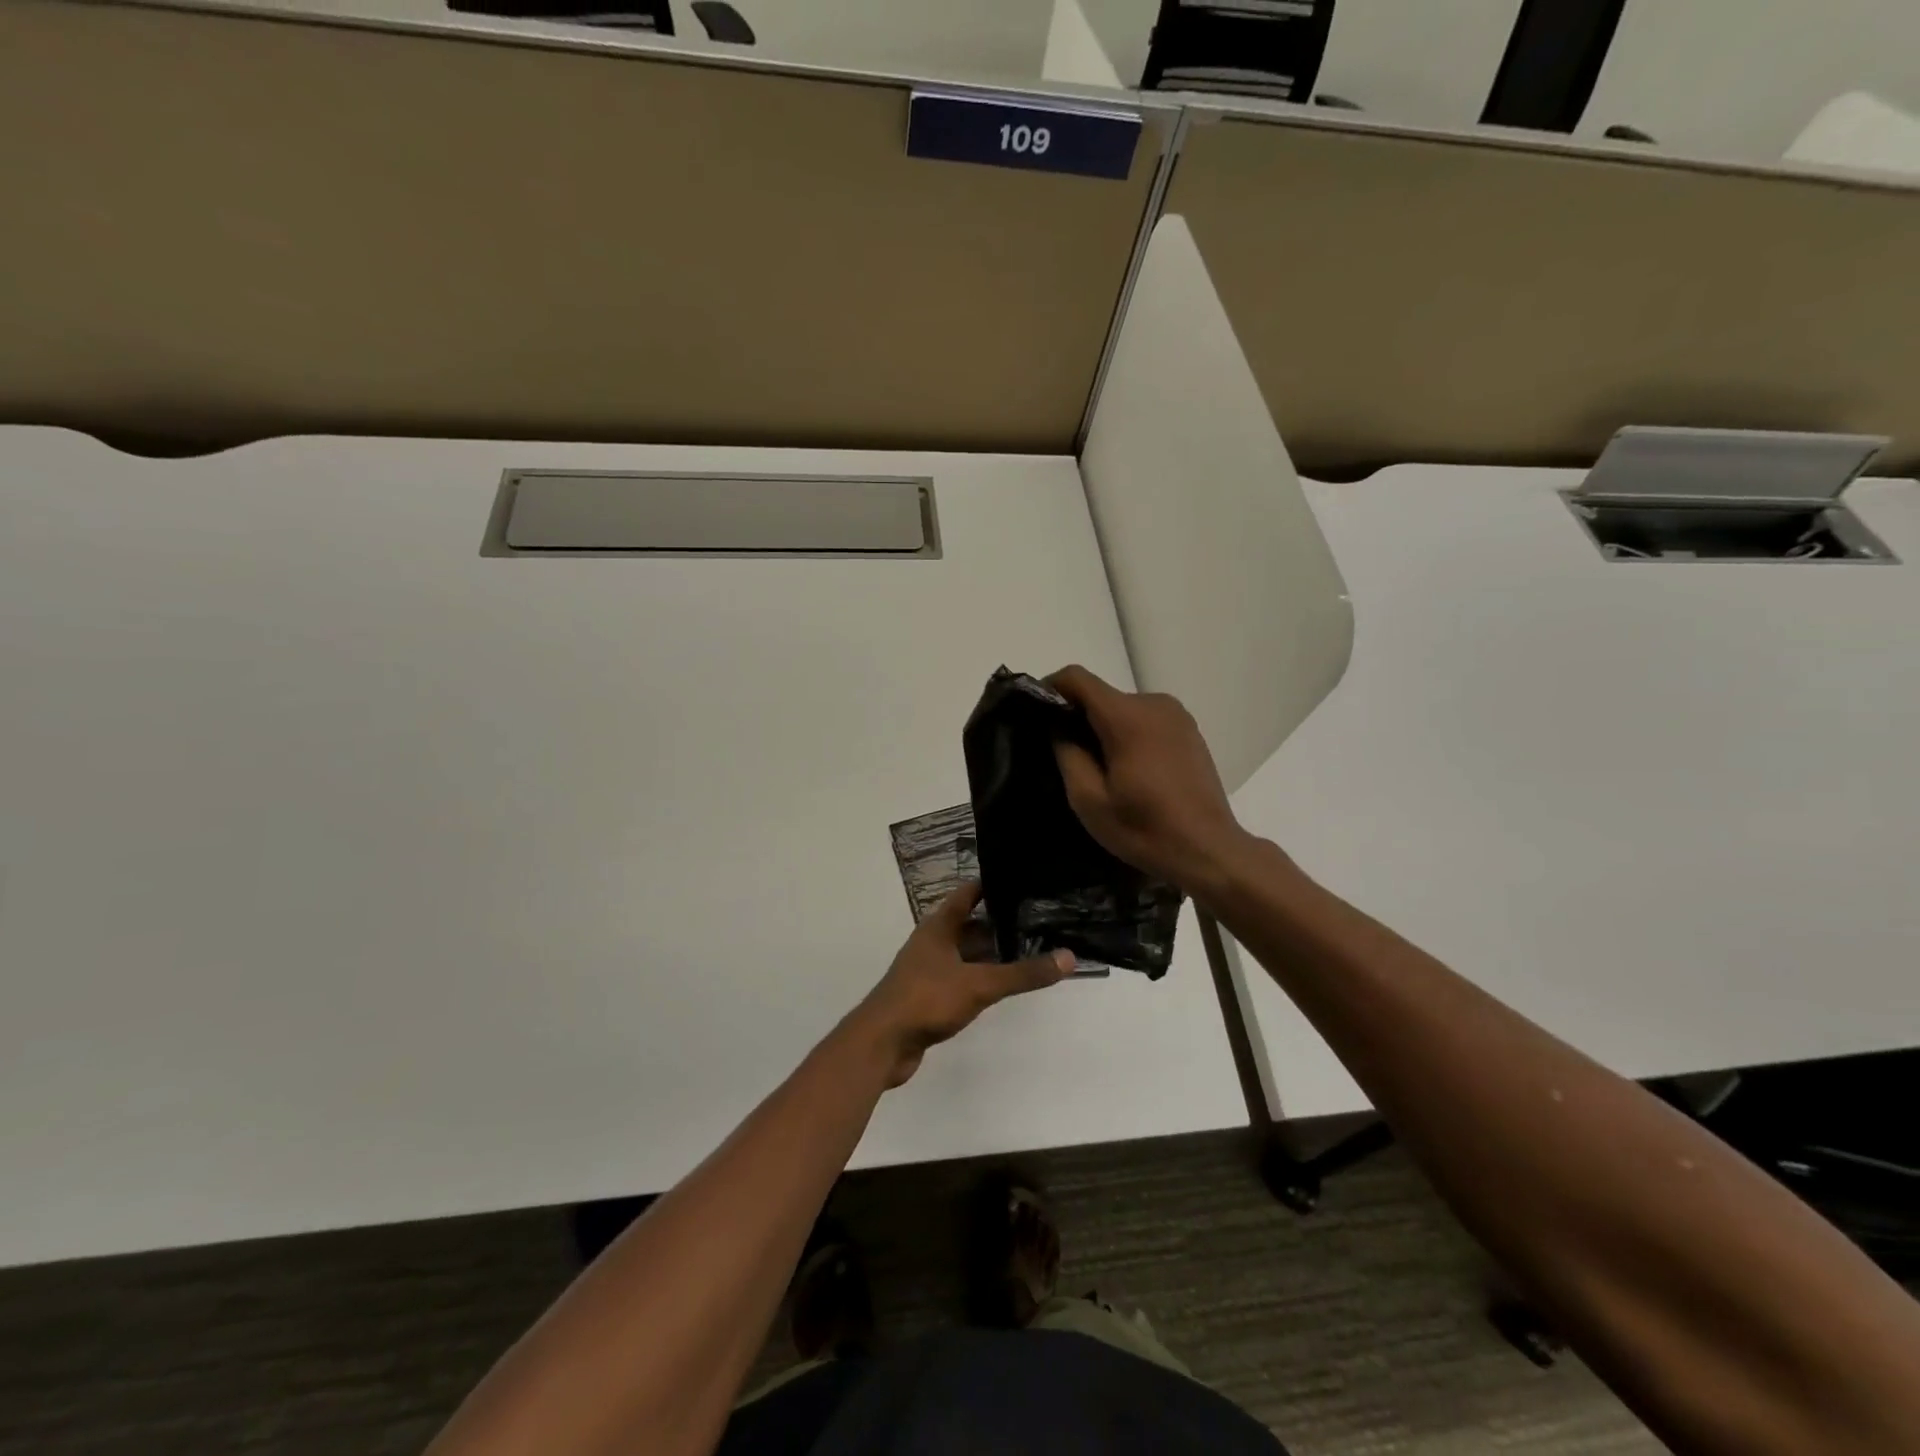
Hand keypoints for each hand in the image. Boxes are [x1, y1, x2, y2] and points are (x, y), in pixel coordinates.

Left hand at [851, 883, 1073, 1087]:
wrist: (882, 1044)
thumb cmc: (927, 999)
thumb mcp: (979, 984)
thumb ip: (1023, 973)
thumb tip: (1069, 957)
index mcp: (938, 927)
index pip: (968, 894)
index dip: (992, 885)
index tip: (1023, 879)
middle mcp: (933, 942)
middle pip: (971, 925)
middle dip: (1002, 922)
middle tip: (1039, 918)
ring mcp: (930, 970)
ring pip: (968, 953)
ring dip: (994, 952)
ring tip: (1032, 949)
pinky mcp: (931, 996)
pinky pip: (964, 977)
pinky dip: (984, 976)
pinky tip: (1006, 983)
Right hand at [1048, 664, 1257, 900]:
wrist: (1209, 850)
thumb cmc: (1144, 829)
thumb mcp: (1089, 800)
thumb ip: (1067, 754)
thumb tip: (1058, 726)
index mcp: (1127, 717)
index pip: (1077, 678)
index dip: (1050, 688)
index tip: (1037, 714)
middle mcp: (1154, 704)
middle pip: (1101, 695)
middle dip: (1078, 716)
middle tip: (1065, 755)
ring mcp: (1176, 716)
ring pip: (1123, 708)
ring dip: (1104, 728)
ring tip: (1098, 768)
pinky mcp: (1189, 731)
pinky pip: (1145, 720)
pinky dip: (1128, 734)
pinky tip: (1129, 771)